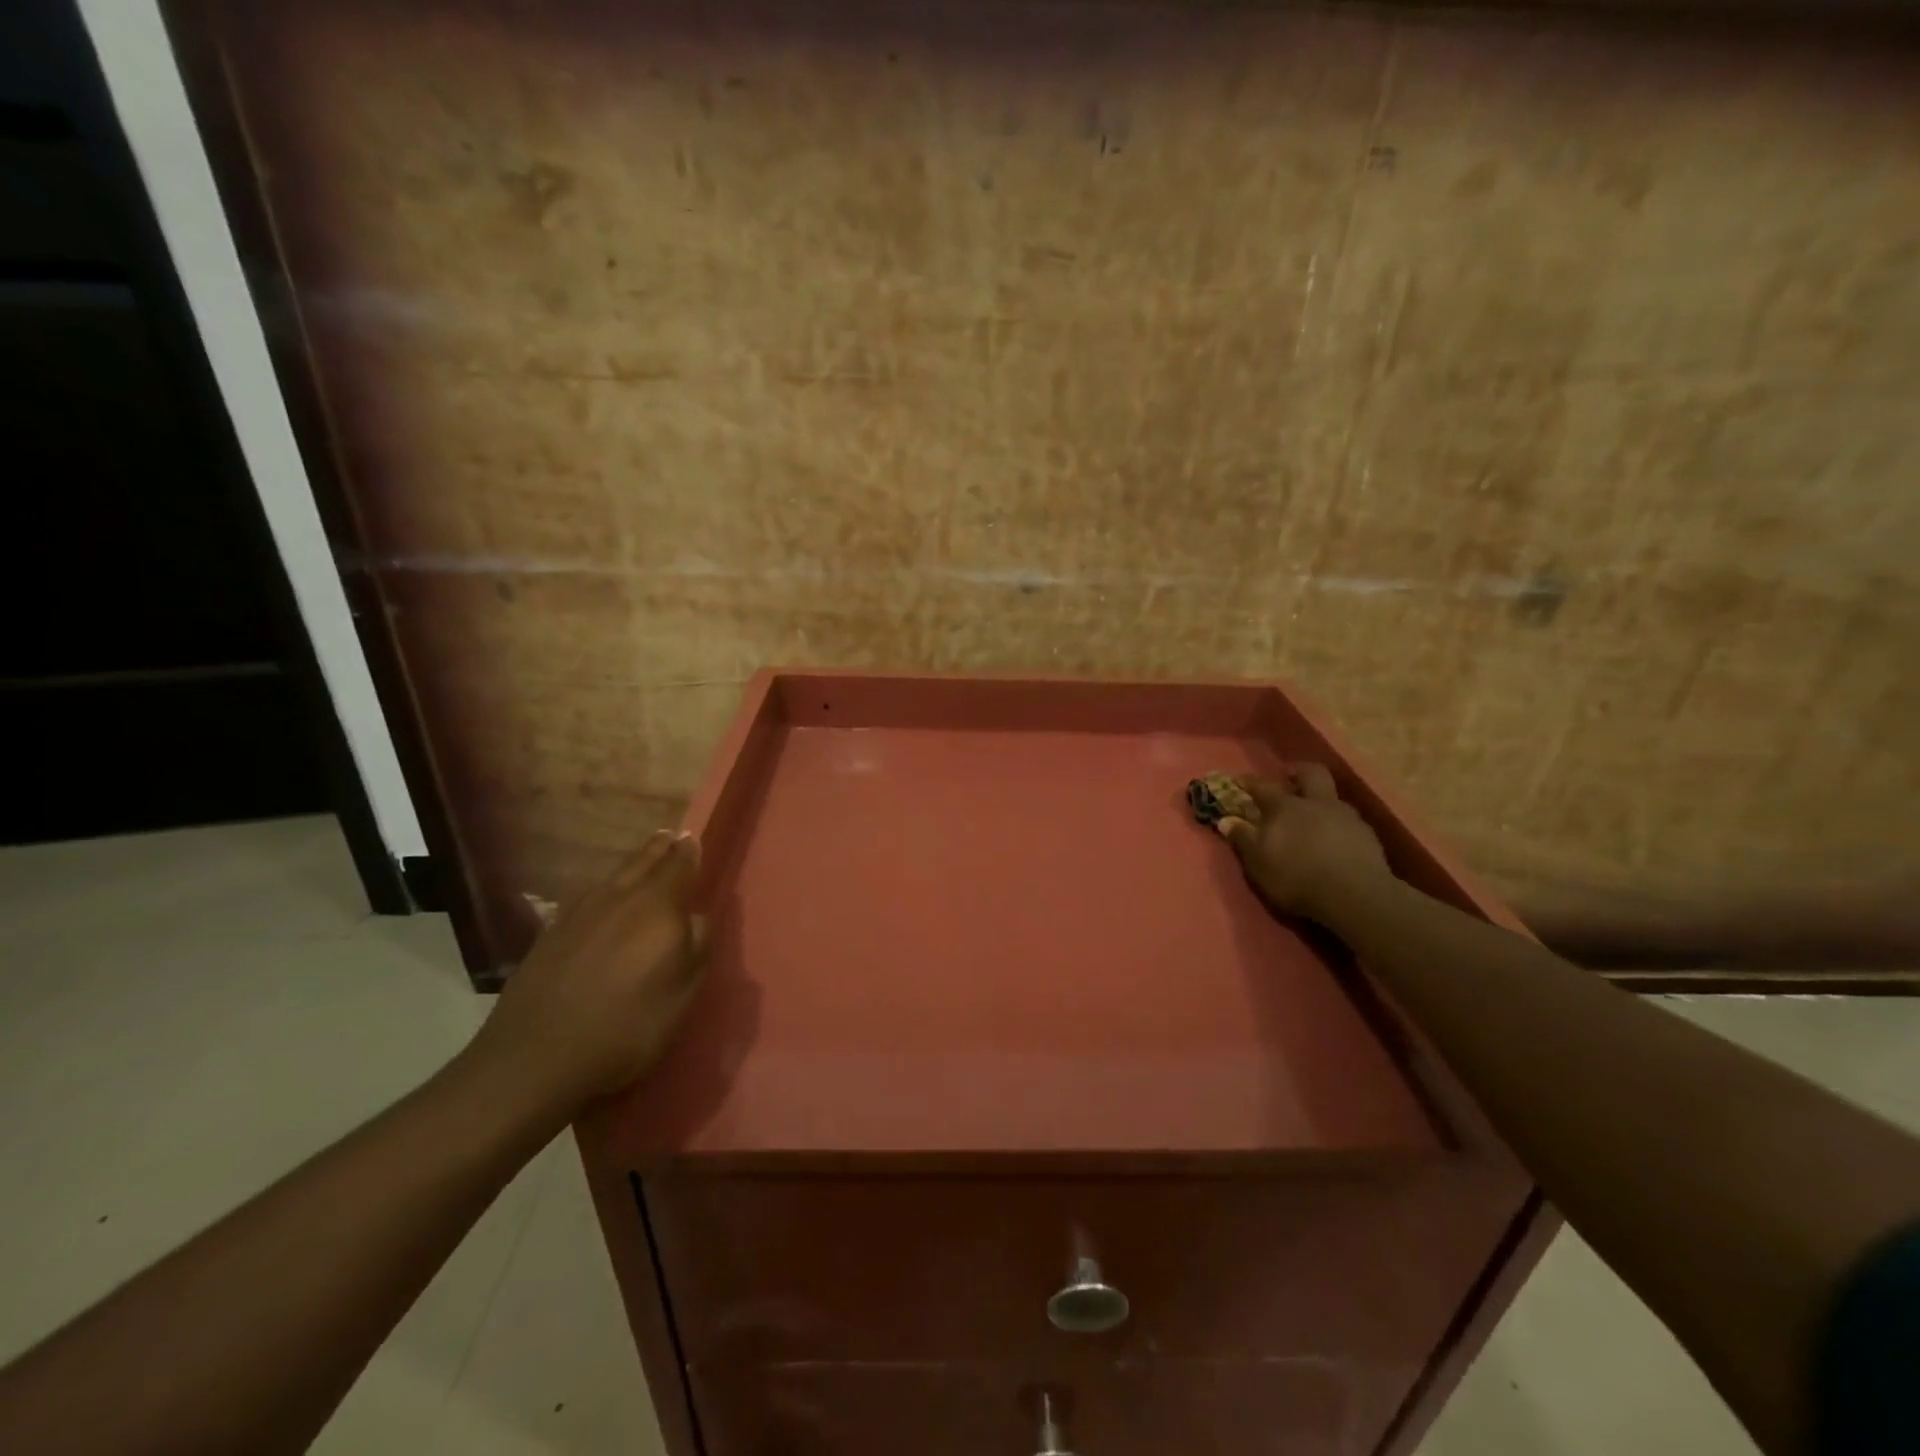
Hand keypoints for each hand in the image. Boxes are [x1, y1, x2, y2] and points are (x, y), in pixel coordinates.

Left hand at [476, 830, 712, 1114]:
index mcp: (657, 906)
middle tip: (669, 836)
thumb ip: (697, 946)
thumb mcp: (683, 993)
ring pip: (612, 878)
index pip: (678, 865)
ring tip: (642, 861)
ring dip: (631, 866)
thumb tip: (697, 917)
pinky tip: (603, 901)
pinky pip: (587, 898)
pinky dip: (604, 891)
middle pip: (642, 862)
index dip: (688, 852)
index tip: (692, 839)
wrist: (535, 1058)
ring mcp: (578, 914)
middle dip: (658, 849)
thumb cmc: (627, 1026)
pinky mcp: (550, 935)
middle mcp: (618, 898)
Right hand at [1216, 765, 1393, 924]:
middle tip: (1289, 778)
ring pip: (1333, 797)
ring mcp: (1346, 817)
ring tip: (1314, 817)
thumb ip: (1242, 839)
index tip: (1239, 779)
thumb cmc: (1296, 877)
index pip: (1263, 786)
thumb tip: (1225, 820)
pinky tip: (1336, 841)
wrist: (1354, 896)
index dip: (1249, 781)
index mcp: (1285, 807)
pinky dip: (1338, 825)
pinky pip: (1349, 821)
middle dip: (1298, 772)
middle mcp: (1317, 803)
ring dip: (1321, 801)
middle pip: (1311, 773)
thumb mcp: (1258, 862)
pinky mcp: (1368, 836)